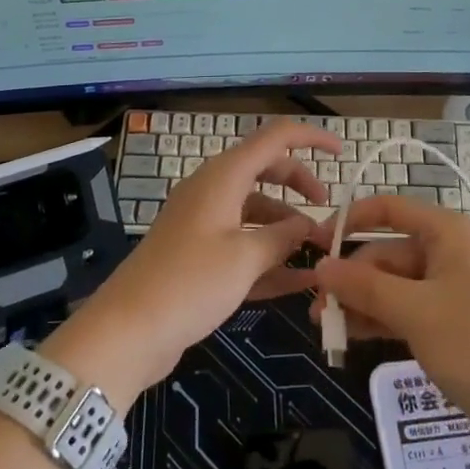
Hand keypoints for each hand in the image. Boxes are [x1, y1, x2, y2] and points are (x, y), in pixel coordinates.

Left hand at [44, 122, 339, 404]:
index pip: (275, 138)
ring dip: (286, 227)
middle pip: (267, 171)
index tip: (343, 154)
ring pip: (256, 210)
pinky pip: (242, 243)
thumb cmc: (189, 283)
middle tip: (328, 214)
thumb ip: (283, 237)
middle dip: (301, 187)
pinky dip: (268, 255)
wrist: (127, 331)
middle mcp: (214, 190)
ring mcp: (204, 223)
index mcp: (224, 176)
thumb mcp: (245, 257)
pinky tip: (299, 281)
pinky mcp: (199, 255)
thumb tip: (308, 227)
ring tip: (317, 255)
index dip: (311, 139)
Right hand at [311, 195, 469, 447]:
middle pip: (388, 252)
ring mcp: (452, 290)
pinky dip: (379, 319)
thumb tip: (320, 266)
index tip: (314, 245)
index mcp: (447, 233)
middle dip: (351, 277)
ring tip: (325, 327)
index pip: (389, 209)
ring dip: (360, 301)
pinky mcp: (452, 324)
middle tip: (315, 308)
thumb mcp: (414, 311)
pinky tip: (351, 336)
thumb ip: (364, 286)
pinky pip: (406, 310)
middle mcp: (449, 253)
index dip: (349, 222)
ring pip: (394, 285)